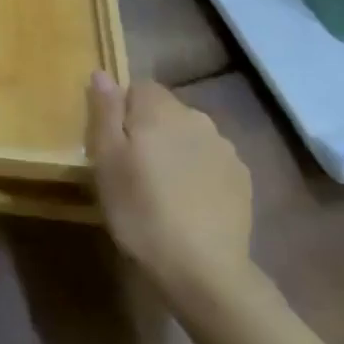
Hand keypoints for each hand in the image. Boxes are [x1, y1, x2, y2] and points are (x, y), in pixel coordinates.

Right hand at [86, 71, 253, 308]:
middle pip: (165, 111)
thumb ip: (104, 111)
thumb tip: (102, 72)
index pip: (138, 87)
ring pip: (189, 136)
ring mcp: (225, 149)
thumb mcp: (106, 160)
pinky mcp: (242, 180)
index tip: (112, 144)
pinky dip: (198, 173)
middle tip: (131, 168)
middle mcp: (197, 118)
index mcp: (160, 109)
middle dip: (149, 129)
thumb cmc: (141, 210)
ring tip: (161, 188)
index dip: (121, 111)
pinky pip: (210, 162)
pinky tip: (188, 203)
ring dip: (175, 150)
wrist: (204, 271)